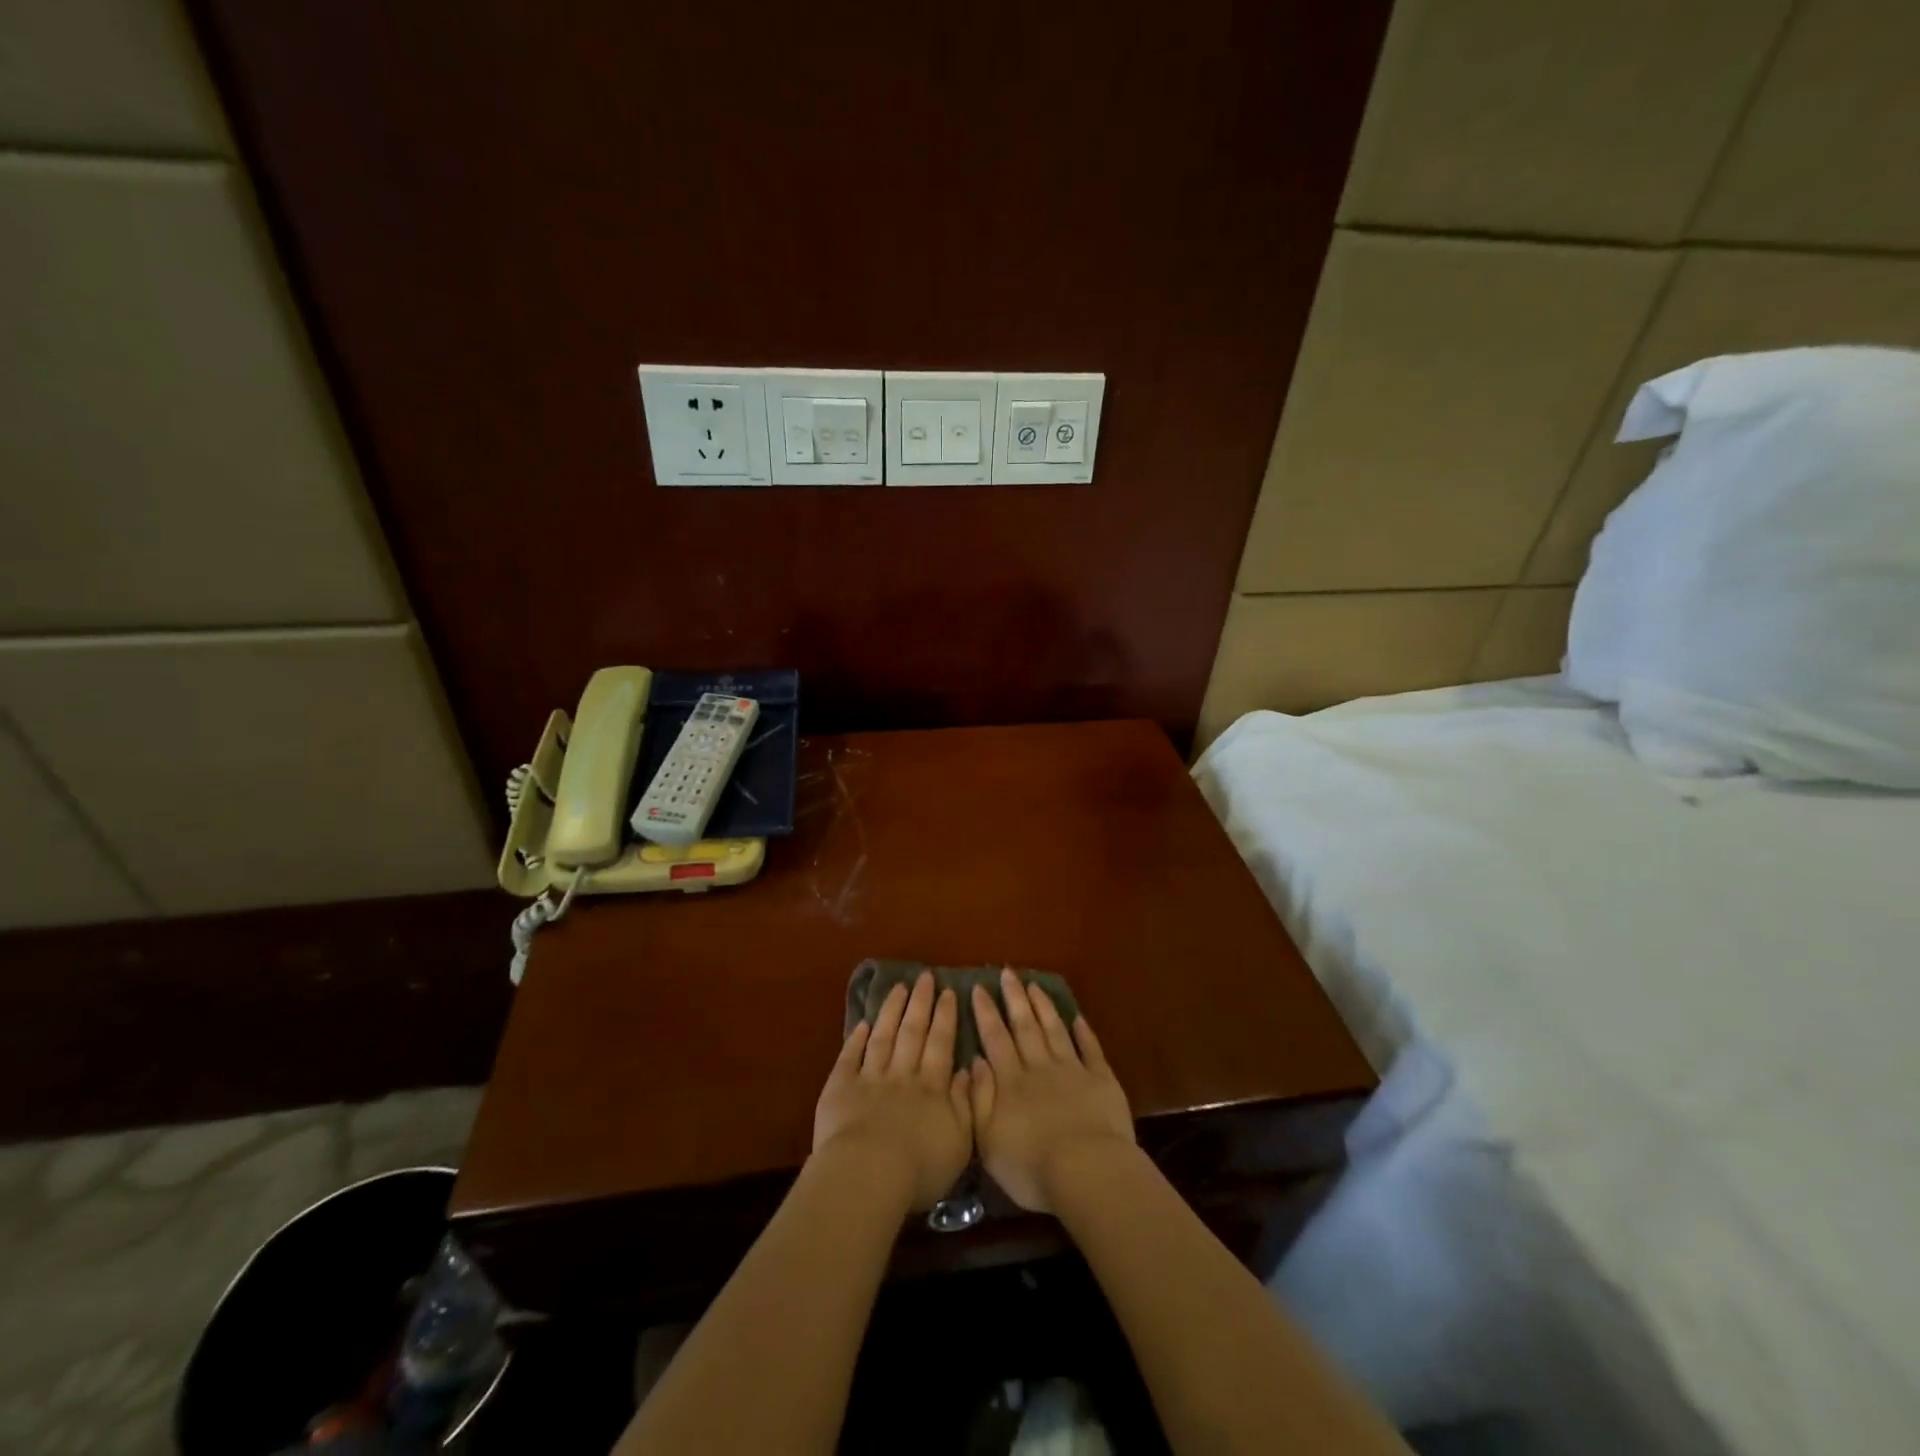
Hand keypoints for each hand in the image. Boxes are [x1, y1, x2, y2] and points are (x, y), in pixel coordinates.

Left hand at [812, 972, 972, 1211]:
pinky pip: (849, 1057)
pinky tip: (862, 1023)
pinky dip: (856, 1039)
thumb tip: (970, 1069)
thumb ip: (967, 1102)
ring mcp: (870, 1078)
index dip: (945, 1017)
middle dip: (920, 1003)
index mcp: (932, 1087)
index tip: (948, 991)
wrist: (869, 1175)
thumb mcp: (960, 1140)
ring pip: (883, 1036)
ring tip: (899, 988)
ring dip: (891, 1011)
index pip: (940, 1044)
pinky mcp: (840, 1088)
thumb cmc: (920, 1167)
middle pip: (912, 1032)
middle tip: (925, 976)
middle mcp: (902, 1074)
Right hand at [969, 969, 1134, 1212]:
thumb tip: (975, 1061)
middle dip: (1014, 998)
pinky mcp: (1101, 1080)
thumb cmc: (1031, 1166)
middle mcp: (1039, 1067)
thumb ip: (979, 1099)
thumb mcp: (989, 1141)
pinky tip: (1078, 1017)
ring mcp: (1072, 1070)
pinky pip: (1091, 1049)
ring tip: (1034, 985)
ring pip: (1054, 1030)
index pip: (995, 1039)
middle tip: (1007, 972)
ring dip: (1044, 1007)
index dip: (986, 1013)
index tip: (979, 987)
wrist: (1087, 1171)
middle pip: (1024, 1026)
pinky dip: (1084, 1032)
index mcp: (1011, 1082)